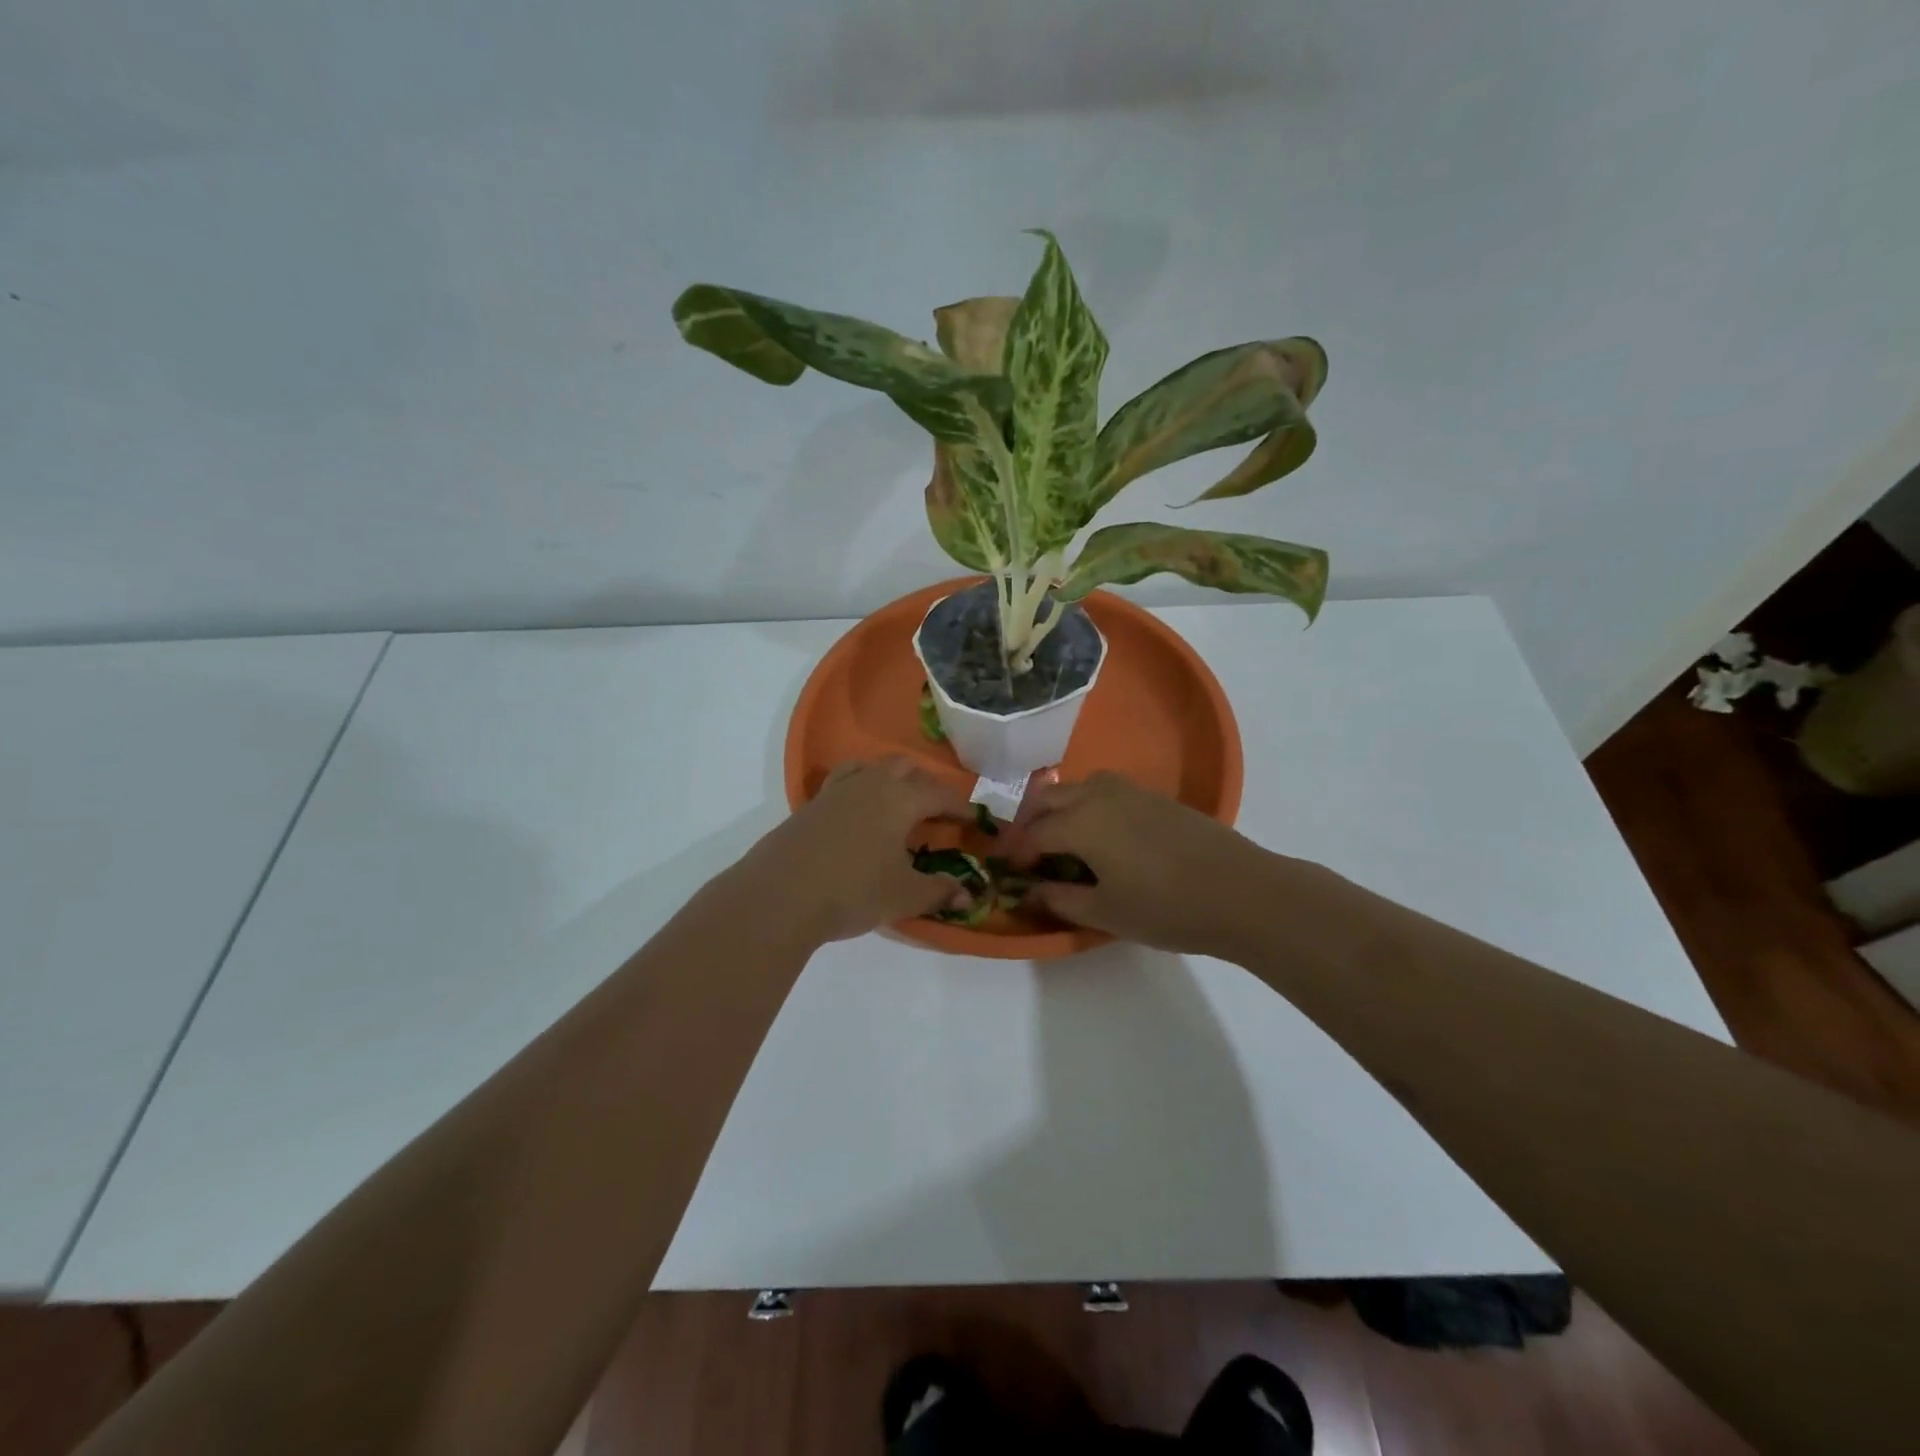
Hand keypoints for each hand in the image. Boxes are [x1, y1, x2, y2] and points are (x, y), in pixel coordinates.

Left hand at [742, 758, 975, 942]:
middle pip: (907, 770)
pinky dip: (862, 787)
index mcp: (901, 799)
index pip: (941, 795)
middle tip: (938, 813)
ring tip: (899, 803)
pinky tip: (860, 813)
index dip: (962, 808)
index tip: (977, 821)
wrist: (781, 895)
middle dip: (928, 786)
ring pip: (873, 767)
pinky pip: (845, 781)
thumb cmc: (853, 891)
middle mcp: (871, 783)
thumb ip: (939, 891)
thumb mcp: (904, 896)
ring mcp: (837, 790)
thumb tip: (969, 894)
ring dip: (893, 779)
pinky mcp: (812, 804)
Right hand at [1015, 772, 1271, 955]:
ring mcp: (1130, 791)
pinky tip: (1102, 835)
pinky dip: (1088, 806)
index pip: (1033, 834)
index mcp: (1080, 822)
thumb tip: (1029, 892)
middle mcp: (1098, 795)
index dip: (1015, 853)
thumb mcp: (1105, 912)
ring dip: (1060, 808)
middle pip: (1049, 800)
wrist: (1241, 891)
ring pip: (1078, 788)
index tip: (1005, 870)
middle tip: (1027, 854)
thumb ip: (1060, 899)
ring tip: (1062, 841)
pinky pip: (1105, 791)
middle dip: (1031, 823)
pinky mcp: (1155, 797)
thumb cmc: (1165, 907)